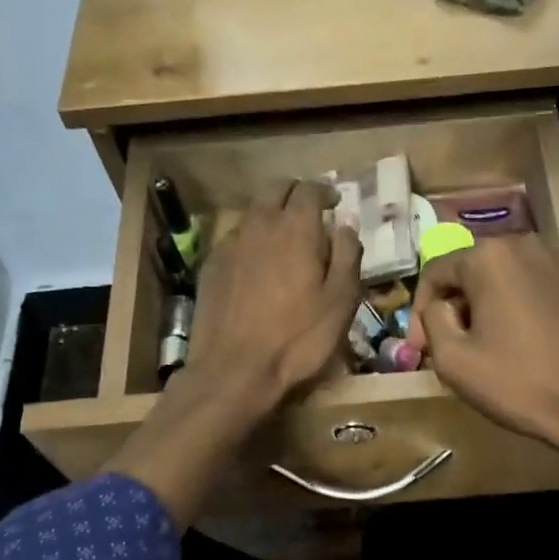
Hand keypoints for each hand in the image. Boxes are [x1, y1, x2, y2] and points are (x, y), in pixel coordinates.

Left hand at [184, 180, 361, 417]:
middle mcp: (259, 225)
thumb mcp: (340, 301)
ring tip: (285, 239)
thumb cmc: (297, 339)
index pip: (309, 189)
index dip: (324, 192)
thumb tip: (346, 225)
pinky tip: (258, 265)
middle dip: (296, 194)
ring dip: (272, 216)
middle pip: (276, 190)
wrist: (234, 370)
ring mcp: (230, 244)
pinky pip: (236, 240)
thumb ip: (347, 255)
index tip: (334, 202)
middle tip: (310, 212)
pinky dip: (252, 241)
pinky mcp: (211, 267)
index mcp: (295, 228)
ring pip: (254, 214)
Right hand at [409, 236, 558, 470]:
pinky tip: (529, 340)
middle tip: (454, 345)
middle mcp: (528, 244)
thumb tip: (442, 306)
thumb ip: (433, 320)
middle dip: (458, 304)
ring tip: (492, 342)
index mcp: (490, 257)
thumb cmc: (517, 383)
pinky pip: (541, 286)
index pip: (436, 271)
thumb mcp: (453, 361)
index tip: (421, 347)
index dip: (420, 310)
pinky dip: (526, 305)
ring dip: (492, 303)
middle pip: (474, 269)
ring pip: (510, 276)